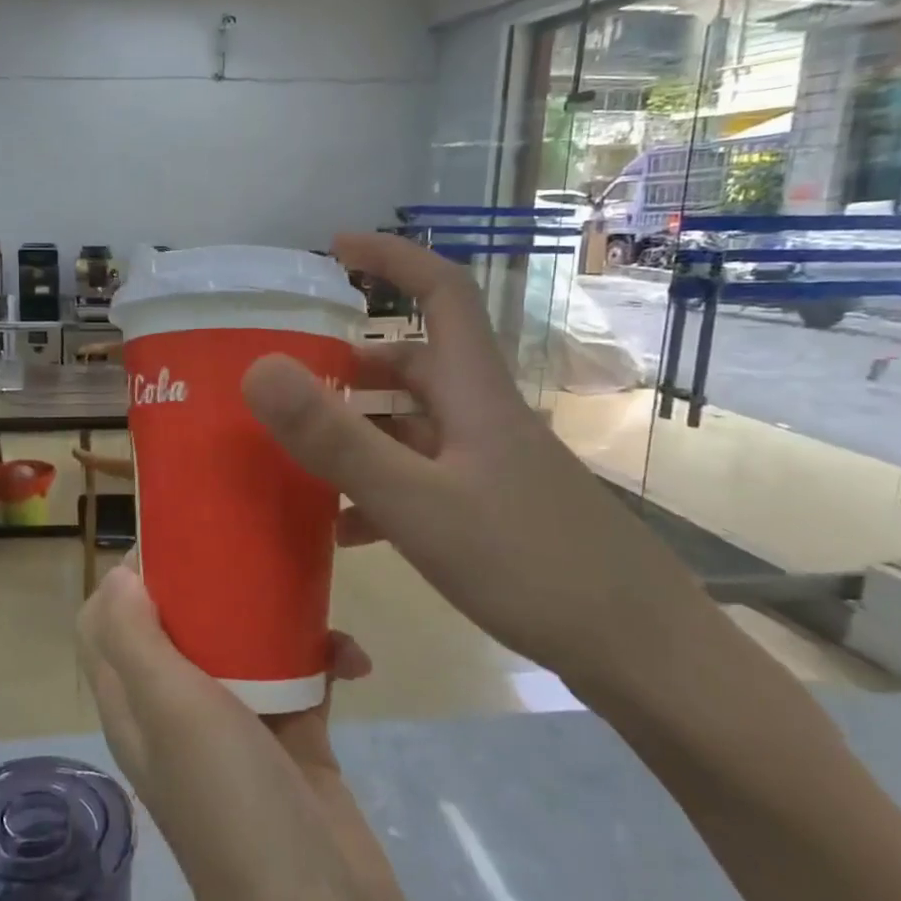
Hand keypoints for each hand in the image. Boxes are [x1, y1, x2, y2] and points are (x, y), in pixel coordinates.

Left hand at [77, 560, 415, 900]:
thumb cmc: (231, 803)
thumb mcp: (168, 709)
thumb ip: (134, 640)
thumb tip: (118, 576)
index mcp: (137, 702)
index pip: (109, 624)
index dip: (129, 579)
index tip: (174, 540)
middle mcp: (180, 710)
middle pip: (182, 624)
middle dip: (211, 582)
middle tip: (248, 547)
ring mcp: (240, 727)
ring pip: (246, 645)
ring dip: (278, 617)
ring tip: (315, 594)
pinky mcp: (296, 742)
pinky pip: (304, 679)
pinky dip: (326, 660)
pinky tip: (357, 661)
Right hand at [241, 231, 717, 690]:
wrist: (640, 653)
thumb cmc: (529, 564)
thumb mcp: (416, 502)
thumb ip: (337, 438)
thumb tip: (260, 369)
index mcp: (474, 394)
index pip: (441, 293)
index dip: (392, 259)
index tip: (336, 247)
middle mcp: (484, 418)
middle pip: (416, 365)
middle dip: (352, 364)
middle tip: (295, 379)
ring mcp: (493, 466)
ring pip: (414, 425)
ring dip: (360, 430)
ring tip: (301, 456)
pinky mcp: (496, 509)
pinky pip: (424, 478)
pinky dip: (381, 487)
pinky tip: (345, 529)